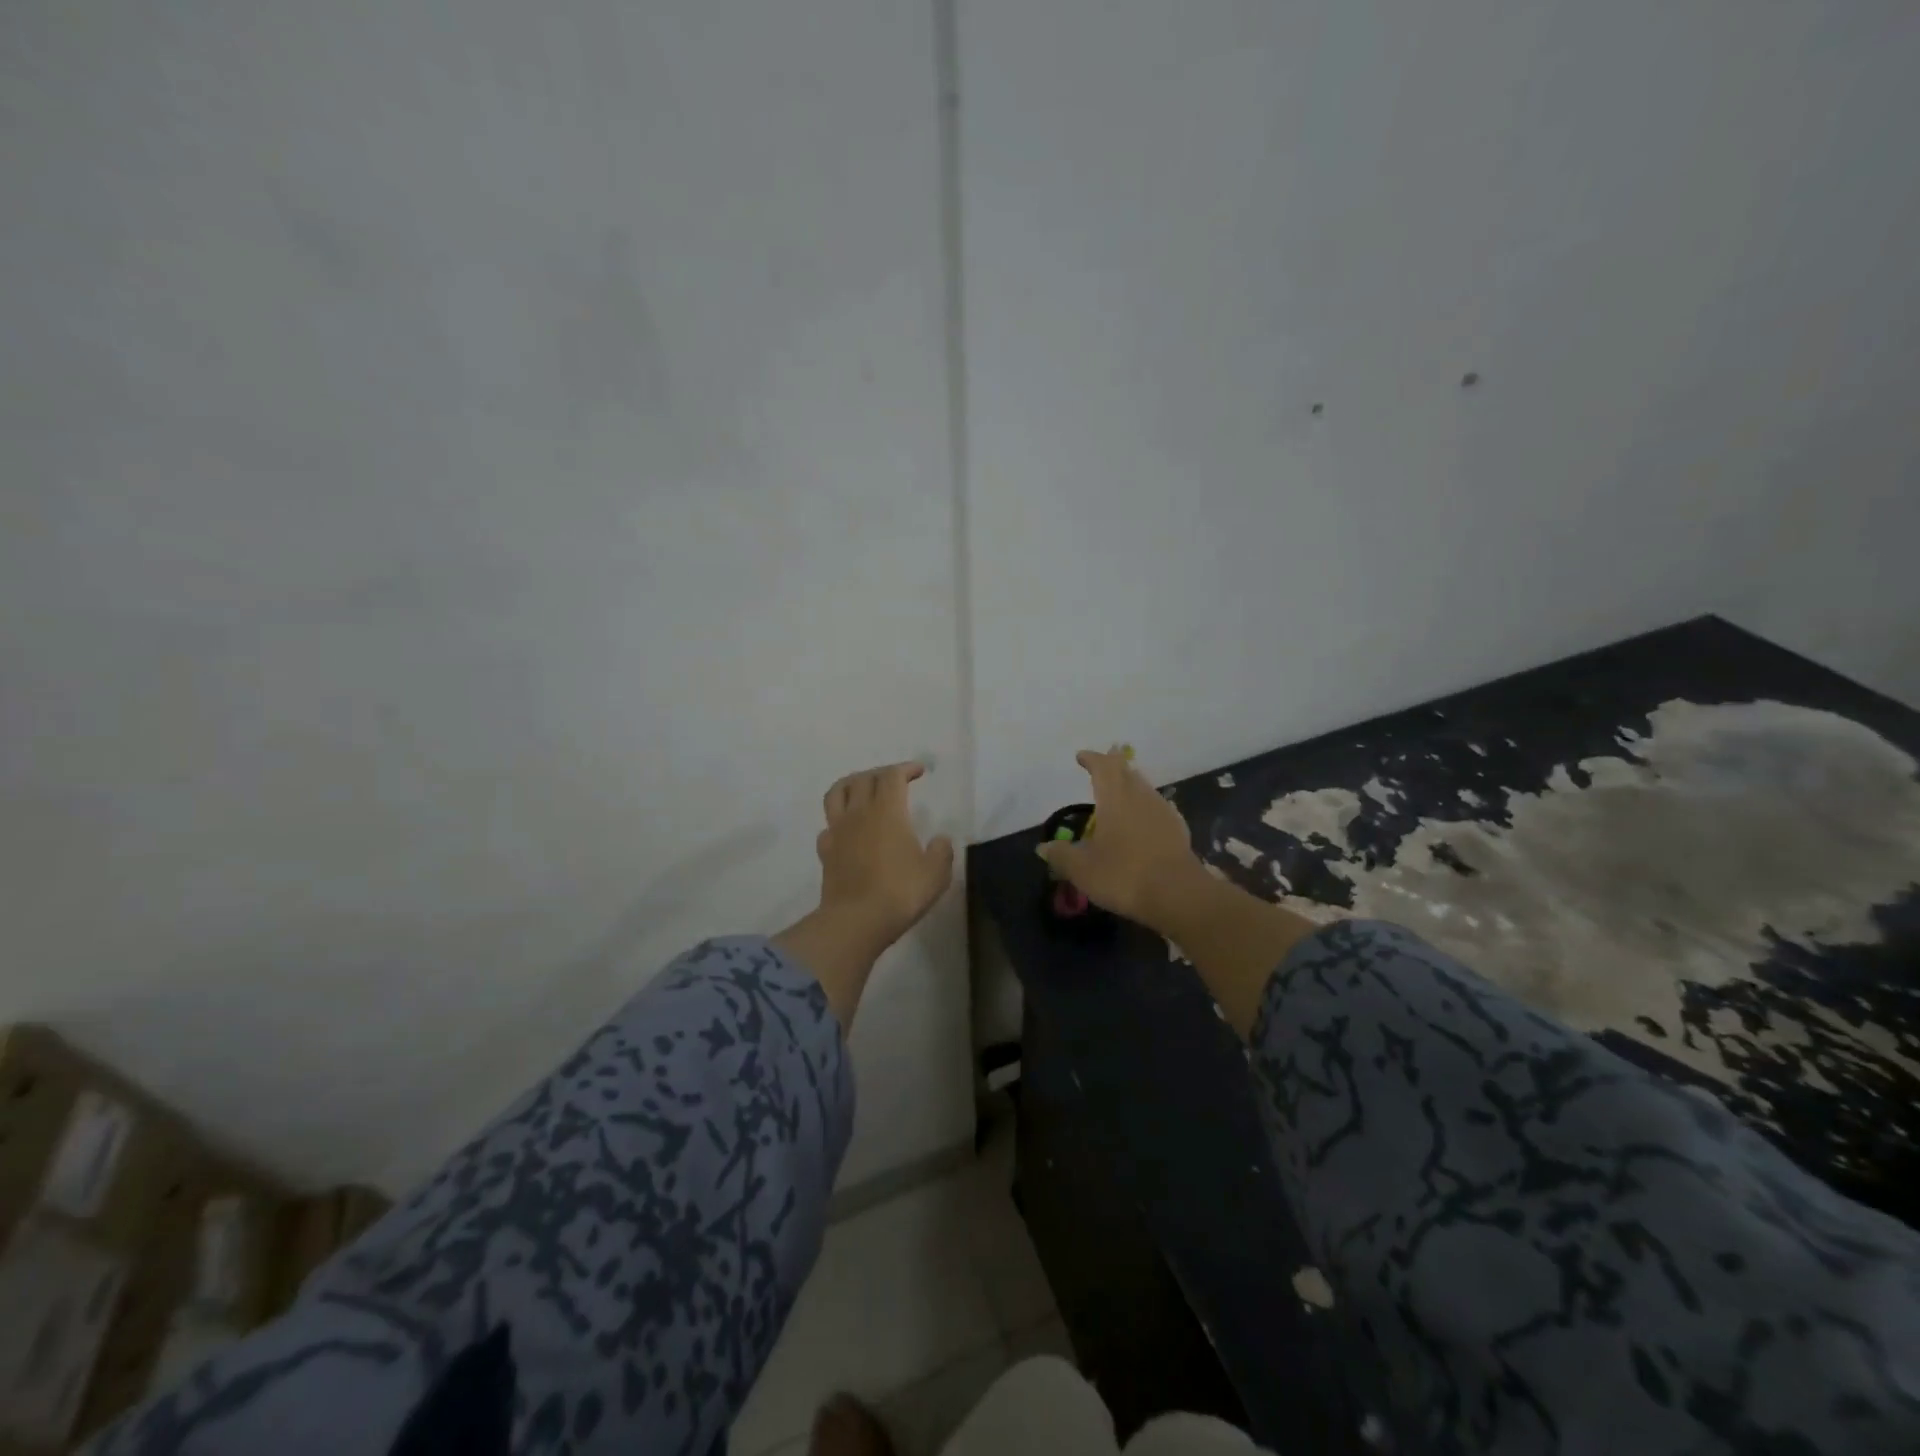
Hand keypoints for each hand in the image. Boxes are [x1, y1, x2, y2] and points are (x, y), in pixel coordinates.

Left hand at [814, 761, 954, 946]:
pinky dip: (838, 820)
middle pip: (865, 778)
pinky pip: (828, 825)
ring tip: (862, 788)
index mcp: (888, 811)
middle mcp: (859, 813)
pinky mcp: (825, 851)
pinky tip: (847, 830)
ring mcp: (838, 831)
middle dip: (881, 773)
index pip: (893, 776)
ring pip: (837, 793)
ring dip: (851, 783)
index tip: (919, 771)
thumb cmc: (900, 892)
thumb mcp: (936, 874)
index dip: (906, 768)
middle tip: (895, 779)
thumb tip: (940, 840)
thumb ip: (941, 851)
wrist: (856, 921)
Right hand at [1036, 749, 1203, 930]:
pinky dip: (1146, 805)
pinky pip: (1158, 806)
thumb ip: (1061, 855)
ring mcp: (1162, 811)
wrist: (1178, 895)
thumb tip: (1043, 847)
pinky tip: (1145, 817)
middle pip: (1127, 772)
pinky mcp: (1178, 829)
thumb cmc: (1124, 876)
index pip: (1103, 767)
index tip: (1081, 756)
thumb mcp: (1082, 870)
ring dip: (1131, 783)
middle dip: (1113, 765)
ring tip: (1121, 789)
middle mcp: (1140, 797)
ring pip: (1144, 787)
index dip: (1092, 759)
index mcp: (1114, 799)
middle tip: (1103, 763)